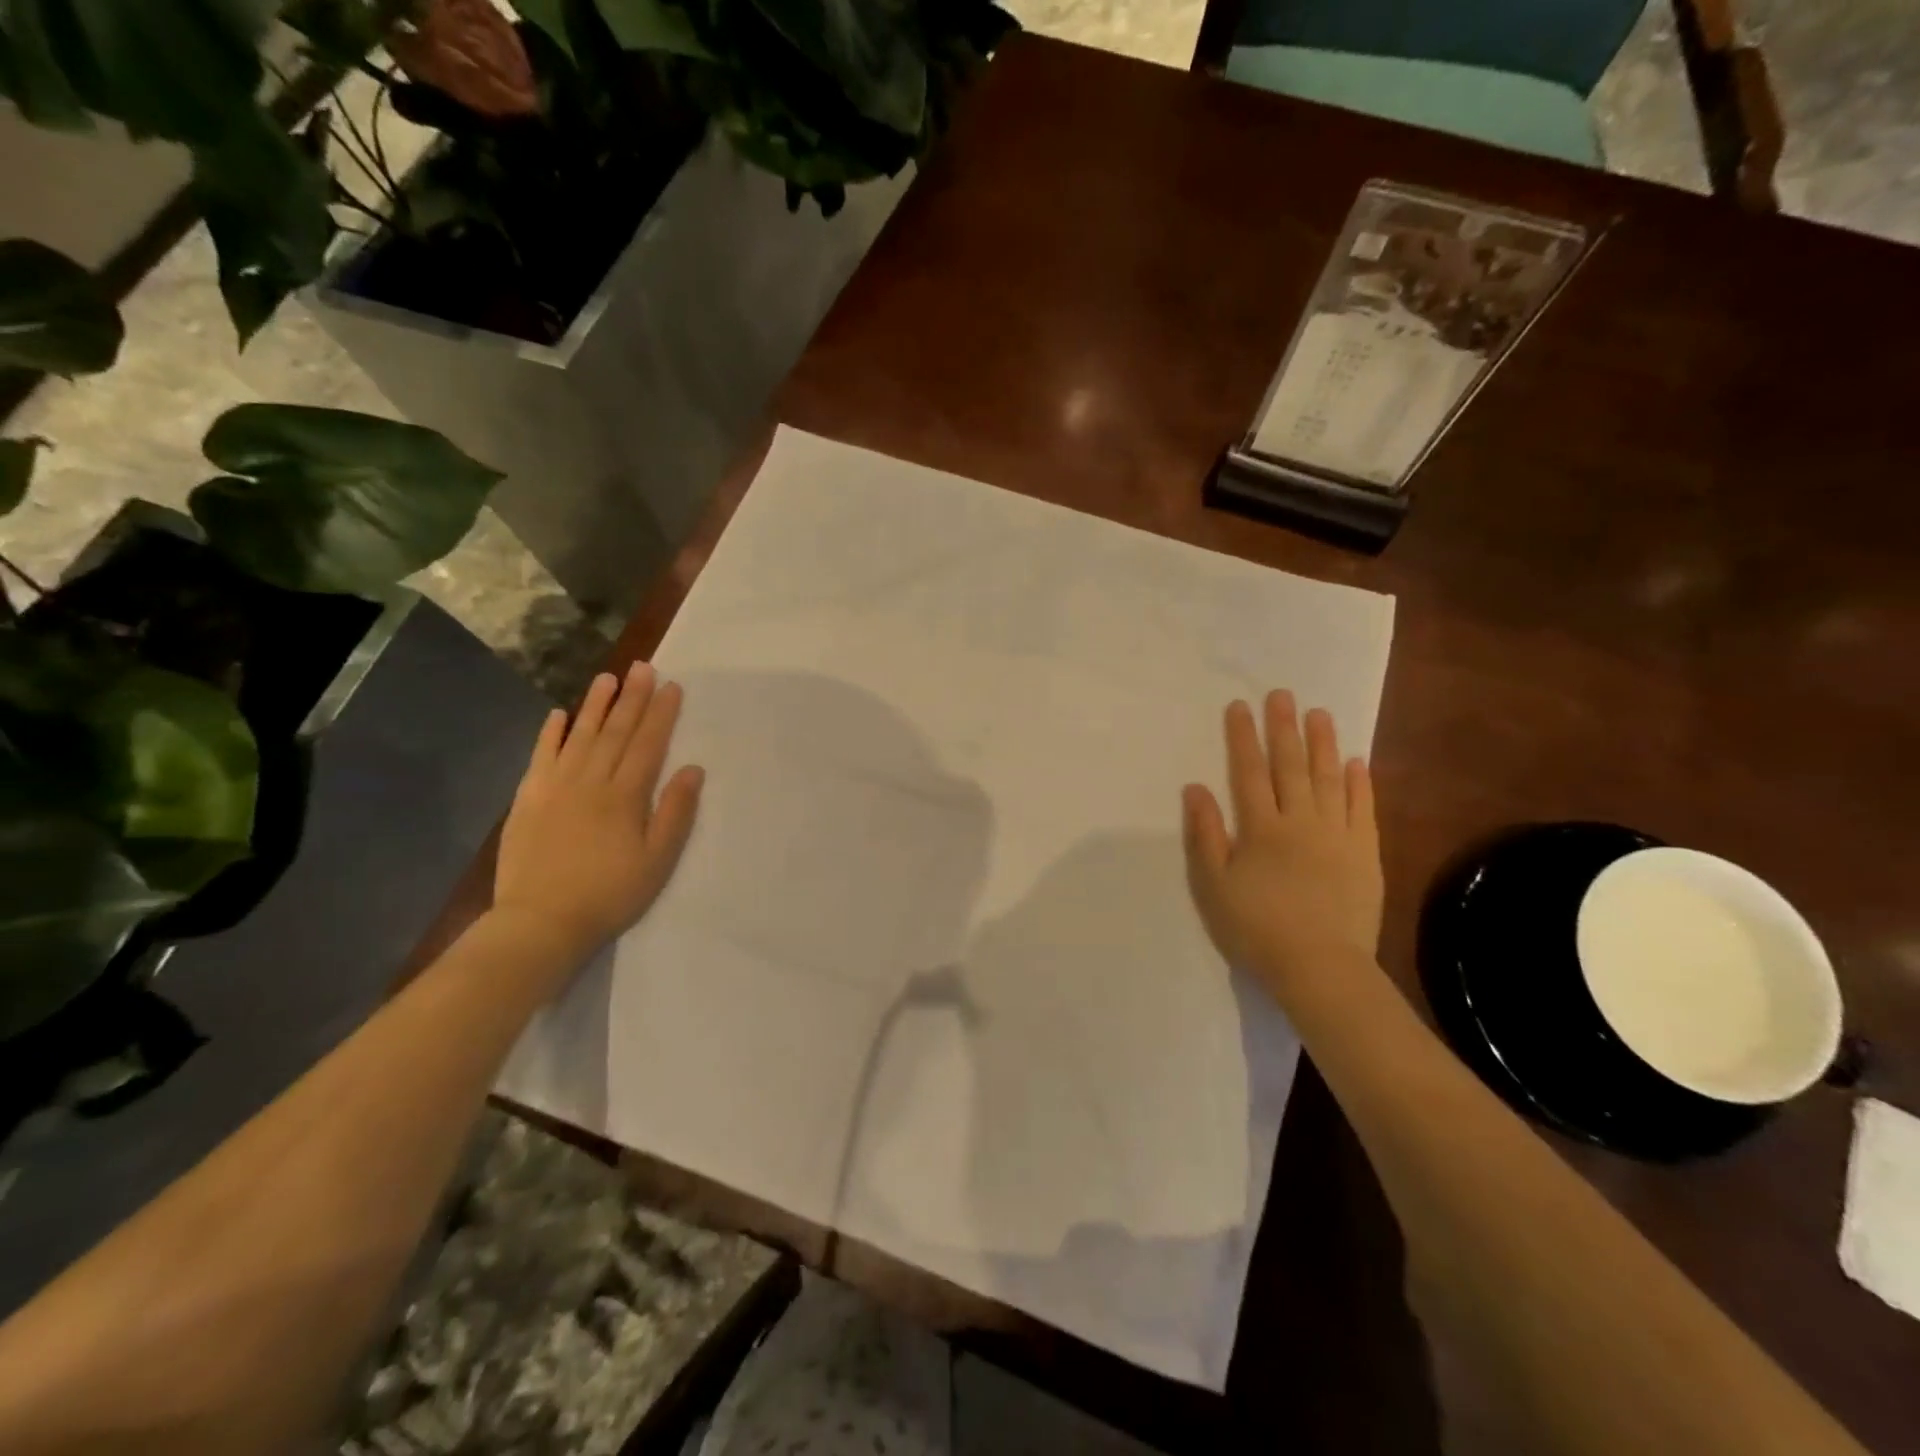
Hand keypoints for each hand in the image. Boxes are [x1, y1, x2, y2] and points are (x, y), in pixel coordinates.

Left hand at [493, 662, 703, 970]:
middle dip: (632, 698)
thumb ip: (675, 813)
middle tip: (643, 667)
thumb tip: (692, 769)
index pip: (648, 744)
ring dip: (595, 706)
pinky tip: (559, 715)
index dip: (662, 714)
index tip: (672, 686)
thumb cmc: (610, 894)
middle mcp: (590, 781)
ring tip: (607, 678)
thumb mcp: (658, 860)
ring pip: (580, 736)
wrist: (540, 922)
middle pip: (616, 732)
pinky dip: (550, 734)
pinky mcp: (528, 799)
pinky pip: (541, 756)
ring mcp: (555, 787)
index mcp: (625, 796)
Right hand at [1181, 691, 1382, 1003]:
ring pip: (1328, 779)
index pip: (1248, 772)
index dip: (1242, 738)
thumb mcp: (1213, 885)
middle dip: (1283, 728)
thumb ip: (1205, 834)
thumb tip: (1196, 788)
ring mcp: (1337, 835)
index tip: (1240, 707)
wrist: (1320, 967)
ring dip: (1323, 744)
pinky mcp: (1364, 853)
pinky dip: (1359, 783)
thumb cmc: (1256, 928)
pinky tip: (1356, 762)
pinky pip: (1362, 809)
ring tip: (1319, 713)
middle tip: (1282, 694)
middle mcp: (1300, 821)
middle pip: (1290, 766)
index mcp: (1261, 828)